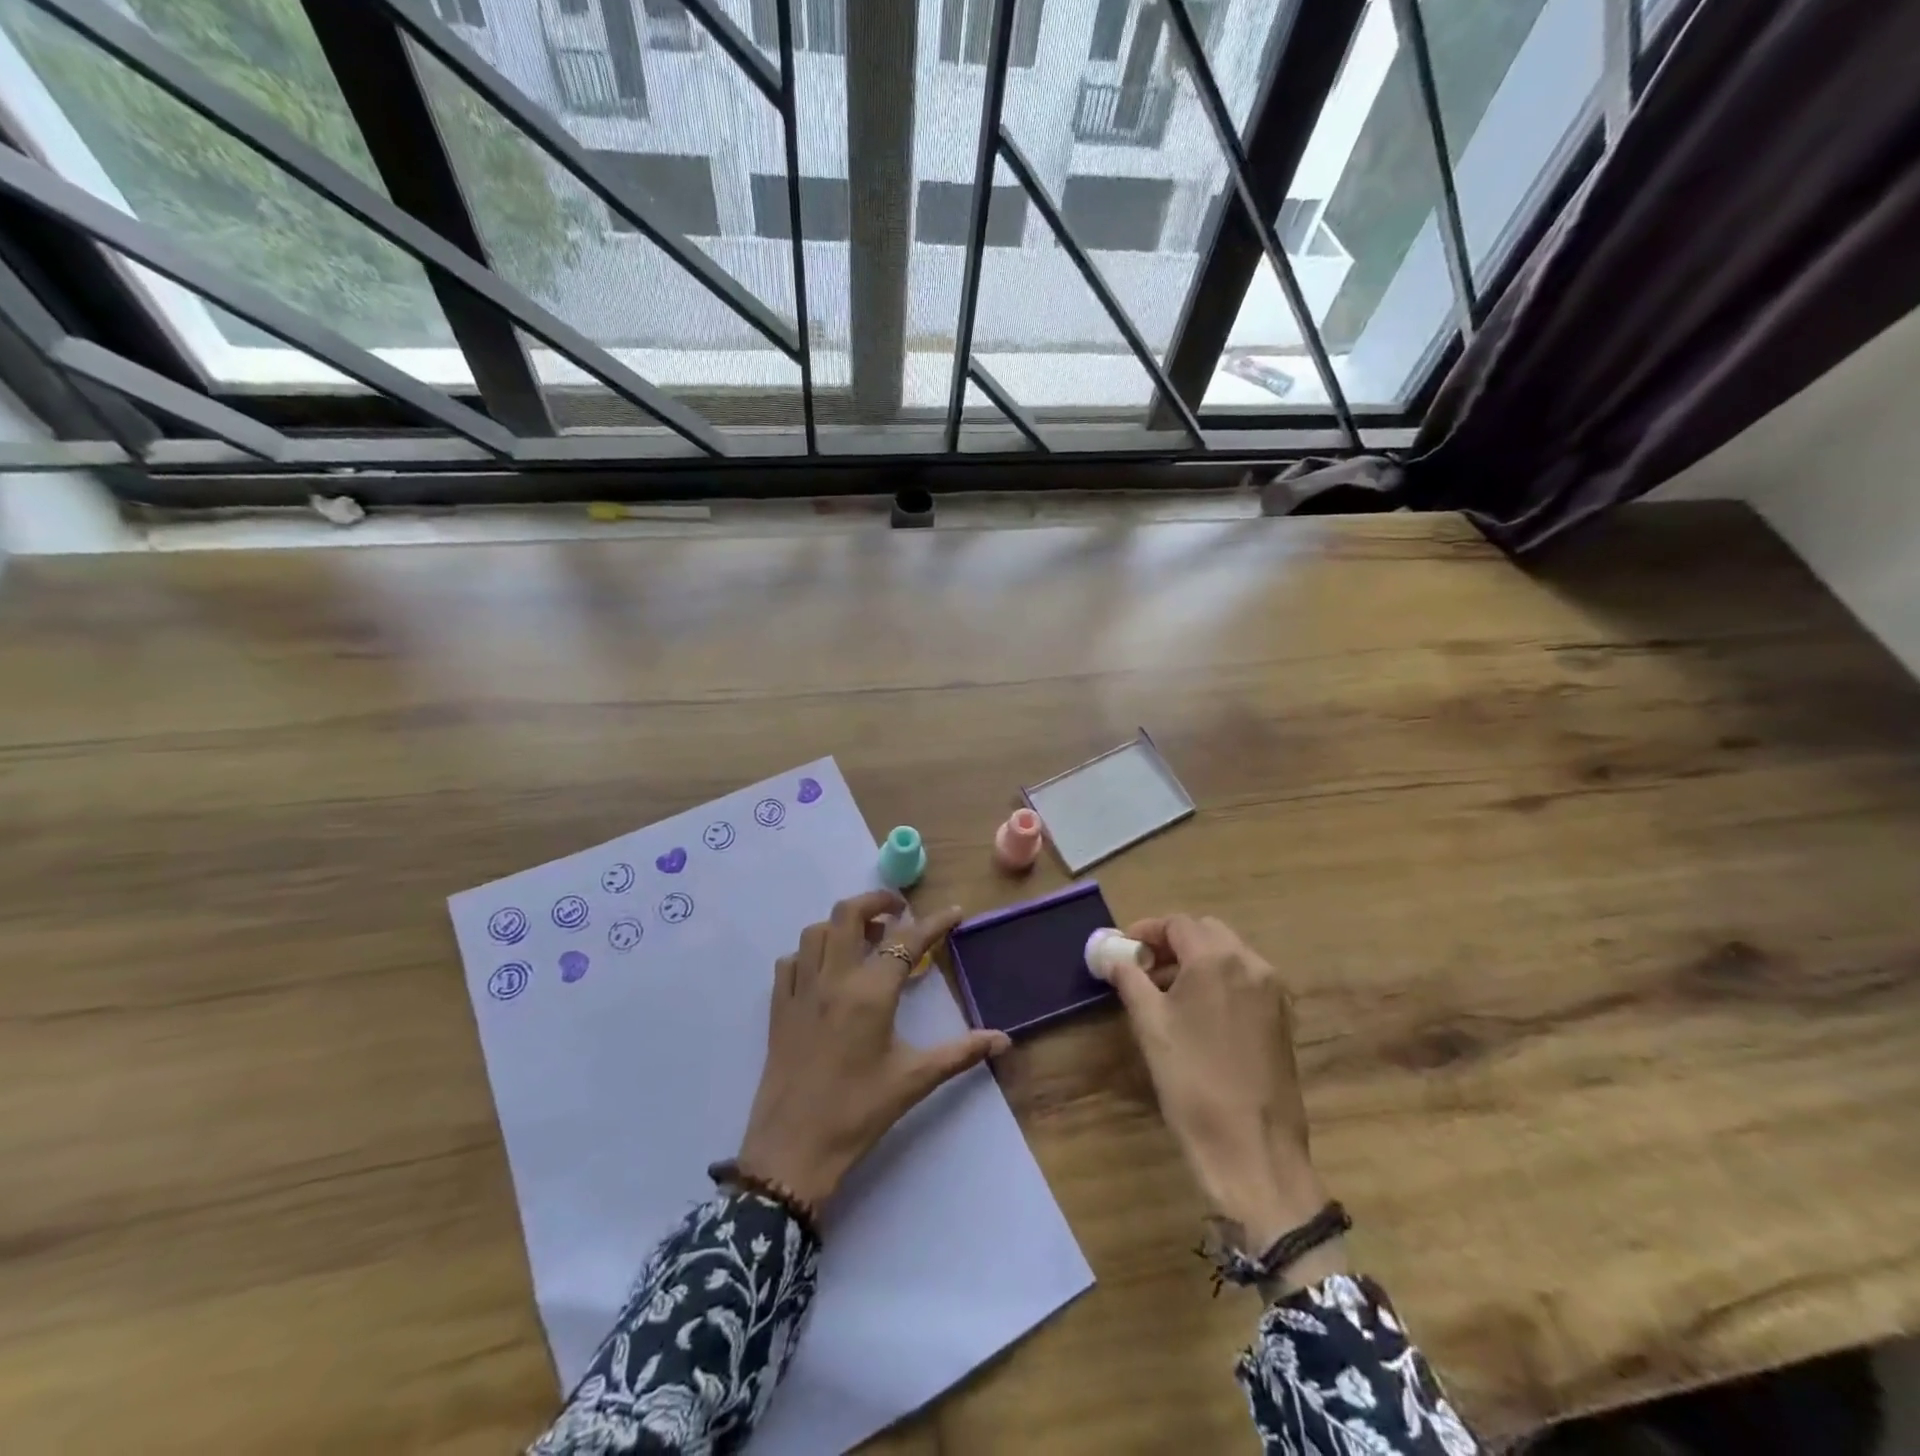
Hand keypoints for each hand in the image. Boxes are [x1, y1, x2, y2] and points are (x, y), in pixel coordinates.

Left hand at [735, 891, 1009, 1210]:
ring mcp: (800, 990)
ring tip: (865, 941)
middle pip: (849, 913)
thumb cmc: (858, 1113)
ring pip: (816, 931)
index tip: (955, 912)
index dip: (935, 922)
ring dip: (842, 925)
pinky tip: (826, 971)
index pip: (907, 940)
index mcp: (870, 993)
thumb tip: (1003, 1040)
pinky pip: (790, 961)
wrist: (792, 1152)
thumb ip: (960, 1053)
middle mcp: (833, 979)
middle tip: (900, 913)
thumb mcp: (914, 1081)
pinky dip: (810, 953)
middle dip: (877, 902)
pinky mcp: (778, 1008)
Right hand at [1104, 914, 1344, 1278]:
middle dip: (1172, 943)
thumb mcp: (1150, 1026)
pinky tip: (1196, 1012)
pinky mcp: (1282, 1018)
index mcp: (1217, 960)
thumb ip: (1129, 980)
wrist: (1253, 1149)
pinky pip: (1245, 980)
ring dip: (1195, 961)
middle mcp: (1252, 964)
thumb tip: (1113, 958)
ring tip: (1164, 992)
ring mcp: (1273, 992)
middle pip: (1206, 933)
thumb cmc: (1193, 1082)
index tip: (1123, 949)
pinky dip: (1218, 981)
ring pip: (1228, 955)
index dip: (1146, 931)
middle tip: (1141, 967)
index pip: (1177, 924)